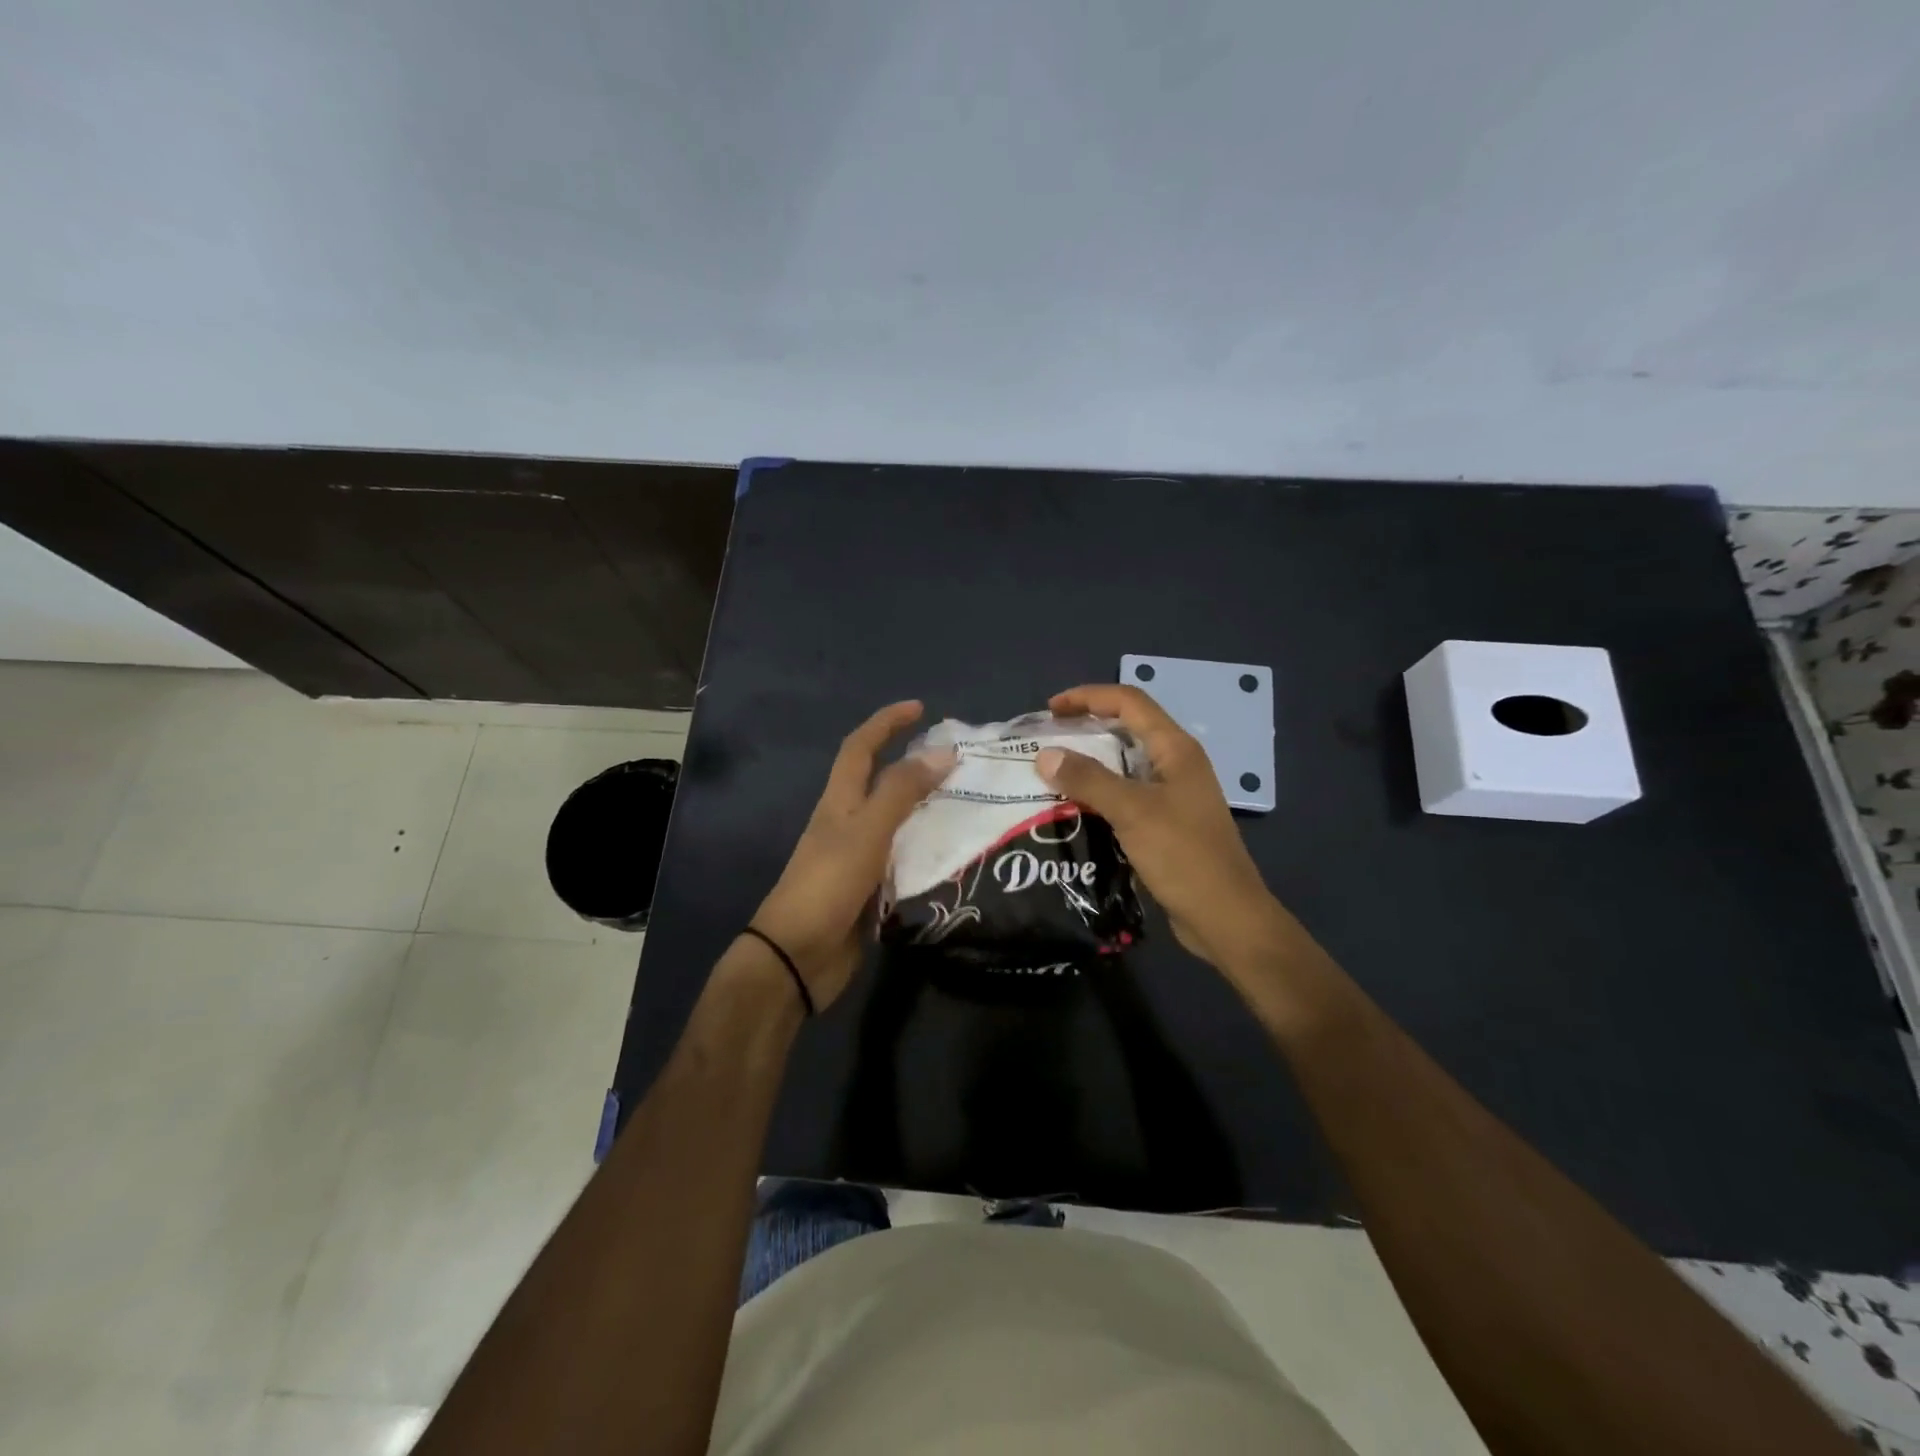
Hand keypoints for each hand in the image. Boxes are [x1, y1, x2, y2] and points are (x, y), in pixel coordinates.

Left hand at [750, 700, 955, 1010]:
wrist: (798, 957)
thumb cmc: (827, 885)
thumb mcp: (866, 831)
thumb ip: (902, 792)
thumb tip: (941, 752)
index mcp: (840, 802)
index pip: (861, 748)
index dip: (886, 722)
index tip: (919, 708)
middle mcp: (849, 823)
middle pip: (882, 782)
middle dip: (915, 764)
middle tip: (959, 761)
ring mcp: (860, 858)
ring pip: (898, 821)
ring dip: (927, 808)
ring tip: (969, 803)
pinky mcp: (872, 889)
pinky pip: (905, 858)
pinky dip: (928, 849)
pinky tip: (957, 855)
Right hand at [1038, 684, 1284, 973]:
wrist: (1225, 917)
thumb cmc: (1184, 856)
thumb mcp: (1132, 811)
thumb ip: (1088, 779)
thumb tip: (1044, 755)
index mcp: (1175, 749)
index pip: (1129, 702)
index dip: (1088, 697)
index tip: (1050, 711)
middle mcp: (1176, 764)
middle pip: (1127, 729)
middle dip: (1085, 729)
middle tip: (1046, 742)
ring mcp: (1173, 795)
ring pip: (1124, 765)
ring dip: (1089, 764)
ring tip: (1051, 774)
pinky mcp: (1166, 824)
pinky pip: (1126, 796)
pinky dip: (1099, 794)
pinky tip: (1073, 809)